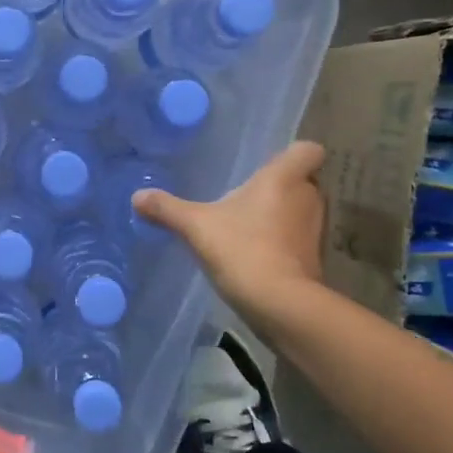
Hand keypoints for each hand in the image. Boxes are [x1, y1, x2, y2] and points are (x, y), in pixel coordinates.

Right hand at [133, 141, 327, 319]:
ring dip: (282, 216)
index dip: (294, 153)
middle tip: (249, 197)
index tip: (270, 165)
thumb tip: (137, 196)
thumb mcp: (195, 226)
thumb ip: (167, 208)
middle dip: (281, 188)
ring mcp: (315, 230)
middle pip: (303, 181)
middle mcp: (307, 197)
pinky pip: (298, 240)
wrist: (279, 303)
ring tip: (250, 226)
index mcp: (284, 178)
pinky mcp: (314, 259)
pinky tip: (257, 254)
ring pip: (301, 211)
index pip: (308, 150)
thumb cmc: (241, 248)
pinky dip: (284, 243)